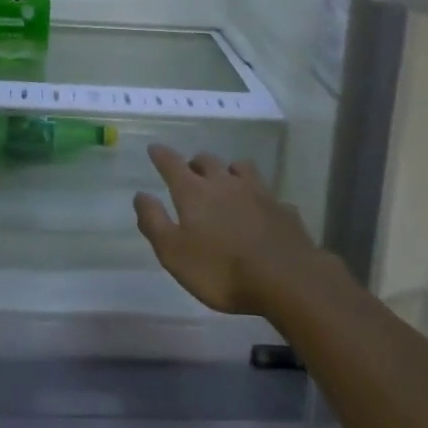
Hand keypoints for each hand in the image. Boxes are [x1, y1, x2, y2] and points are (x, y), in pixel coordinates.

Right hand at [133, 146, 330, 315]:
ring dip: (229, 170)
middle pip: (207, 161)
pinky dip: (259, 197)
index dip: (161, 155)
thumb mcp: (174, 253)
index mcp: (195, 192)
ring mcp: (258, 192)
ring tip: (226, 180)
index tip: (154, 148)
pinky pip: (268, 194)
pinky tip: (261, 210)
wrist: (286, 278)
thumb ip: (155, 222)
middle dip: (195, 163)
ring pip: (241, 168)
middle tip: (190, 172)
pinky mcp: (282, 208)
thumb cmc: (222, 270)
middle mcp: (225, 183)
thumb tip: (141, 195)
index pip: (172, 164)